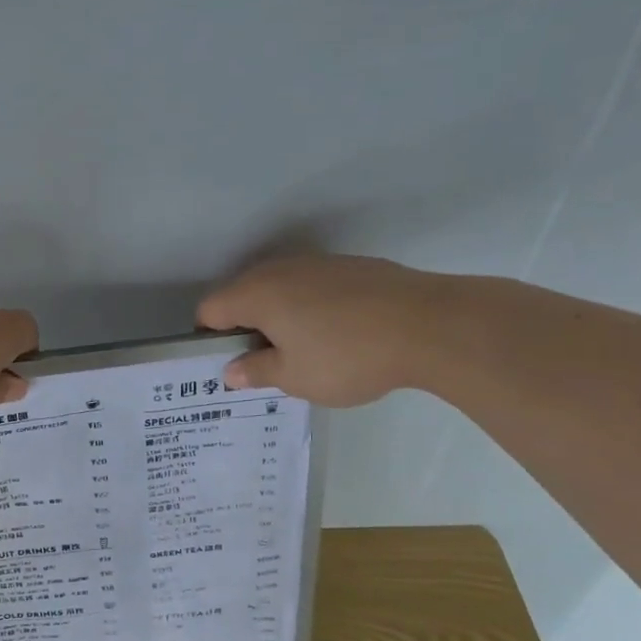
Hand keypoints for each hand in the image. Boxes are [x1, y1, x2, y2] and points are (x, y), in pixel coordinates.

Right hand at [196, 254, 435, 407]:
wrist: (430, 325)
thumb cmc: (348, 357)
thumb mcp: (296, 377)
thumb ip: (257, 371)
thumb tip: (231, 371)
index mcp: (257, 294)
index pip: (210, 309)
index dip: (210, 338)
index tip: (231, 363)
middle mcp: (280, 270)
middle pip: (242, 294)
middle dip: (244, 326)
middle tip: (266, 363)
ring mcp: (318, 263)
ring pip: (280, 288)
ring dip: (279, 316)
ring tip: (304, 350)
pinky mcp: (350, 266)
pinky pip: (312, 286)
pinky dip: (310, 307)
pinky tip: (338, 334)